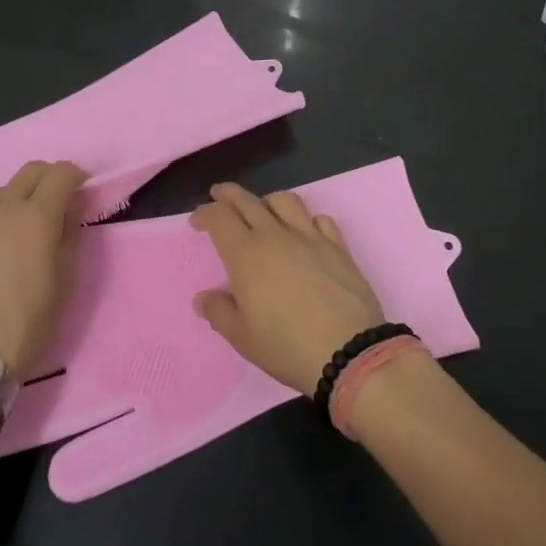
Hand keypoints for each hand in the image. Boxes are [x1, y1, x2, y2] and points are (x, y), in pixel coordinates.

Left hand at [0, 160, 85, 377]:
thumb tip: (69, 210)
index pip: (60, 173)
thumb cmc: (29, 321)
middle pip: (29, 172)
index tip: (82, 190)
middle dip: (48, 178)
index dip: (75, 176)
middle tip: (58, 202)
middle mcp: (1, 210)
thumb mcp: (65, 280)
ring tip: (23, 234)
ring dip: (18, 202)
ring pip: (0, 196)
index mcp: (36, 216)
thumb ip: (70, 235)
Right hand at [191, 183, 384, 395]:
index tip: (197, 221)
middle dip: (228, 195)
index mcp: (246, 254)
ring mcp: (310, 237)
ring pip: (285, 200)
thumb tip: (204, 297)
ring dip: (267, 200)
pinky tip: (304, 231)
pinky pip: (319, 219)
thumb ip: (219, 312)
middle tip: (219, 195)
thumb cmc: (287, 346)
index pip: (220, 217)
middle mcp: (276, 235)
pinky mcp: (338, 246)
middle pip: (248, 201)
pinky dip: (306, 219)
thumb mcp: (243, 338)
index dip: (205, 213)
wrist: (348, 351)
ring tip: (262, 210)